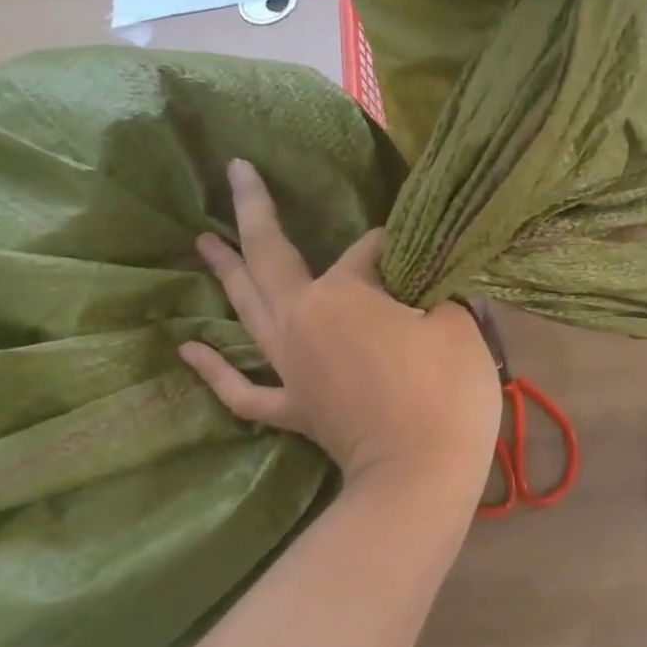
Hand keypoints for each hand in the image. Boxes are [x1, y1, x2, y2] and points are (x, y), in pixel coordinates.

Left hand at [178, 160, 500, 496]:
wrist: (421, 475)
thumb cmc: (445, 392)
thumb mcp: (458, 324)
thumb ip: (438, 288)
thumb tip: (430, 276)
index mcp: (341, 294)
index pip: (366, 251)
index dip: (395, 246)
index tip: (420, 251)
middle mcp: (301, 320)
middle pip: (272, 257)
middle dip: (254, 210)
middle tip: (235, 171)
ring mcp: (290, 368)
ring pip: (248, 311)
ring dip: (225, 273)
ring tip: (200, 241)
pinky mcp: (293, 409)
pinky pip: (243, 391)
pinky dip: (215, 372)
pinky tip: (188, 348)